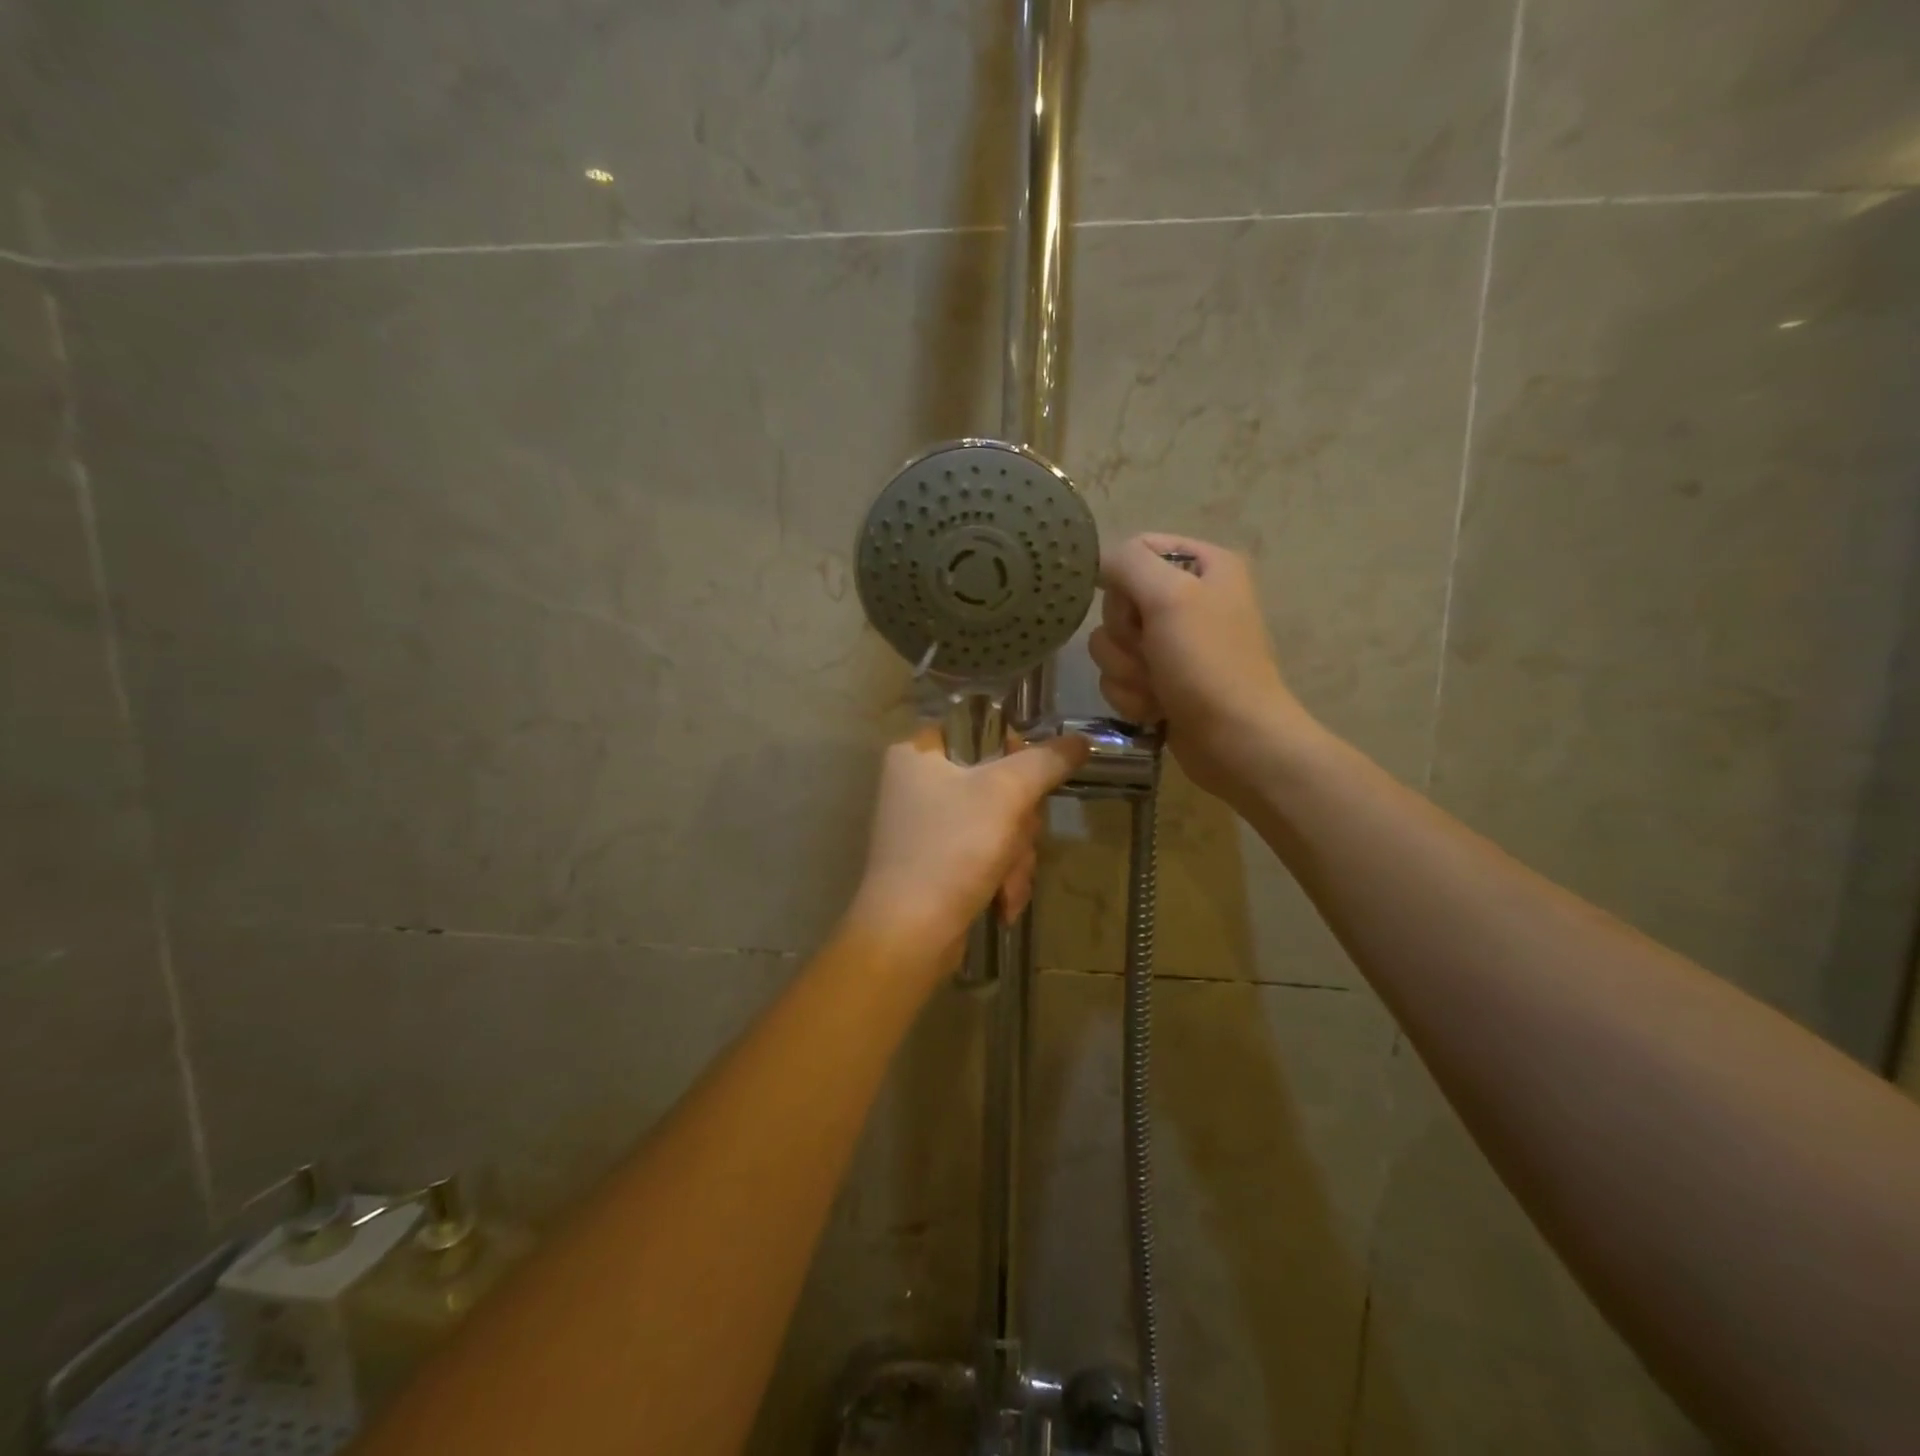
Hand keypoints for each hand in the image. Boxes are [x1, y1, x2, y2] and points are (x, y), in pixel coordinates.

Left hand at [849, 725, 1090, 959]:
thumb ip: (1047, 761)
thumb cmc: (953, 849)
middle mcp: (916, 784)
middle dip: (1020, 822)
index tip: (1028, 779)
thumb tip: (1081, 741)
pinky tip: (1002, 902)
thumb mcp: (1006, 794)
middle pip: (997, 781)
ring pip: (999, 822)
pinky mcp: (937, 863)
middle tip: (1017, 838)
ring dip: (1016, 855)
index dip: (1012, 751)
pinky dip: (1000, 876)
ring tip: (1007, 882)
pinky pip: (985, 853)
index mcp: (917, 752)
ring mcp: (927, 827)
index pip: (979, 727)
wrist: (911, 935)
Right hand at [1091, 534, 1312, 804]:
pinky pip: (1116, 678)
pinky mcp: (1159, 682)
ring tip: (1158, 688)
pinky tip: (1157, 709)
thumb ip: (1128, 563)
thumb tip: (1099, 565)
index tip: (1135, 607)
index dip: (1122, 580)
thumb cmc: (1208, 664)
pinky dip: (1131, 696)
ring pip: (1109, 645)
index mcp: (1203, 566)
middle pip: (1116, 602)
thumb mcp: (1170, 597)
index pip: (1135, 549)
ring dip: (1126, 672)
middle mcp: (1187, 599)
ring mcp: (1171, 645)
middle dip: (1125, 637)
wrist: (1235, 741)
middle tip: (1153, 653)